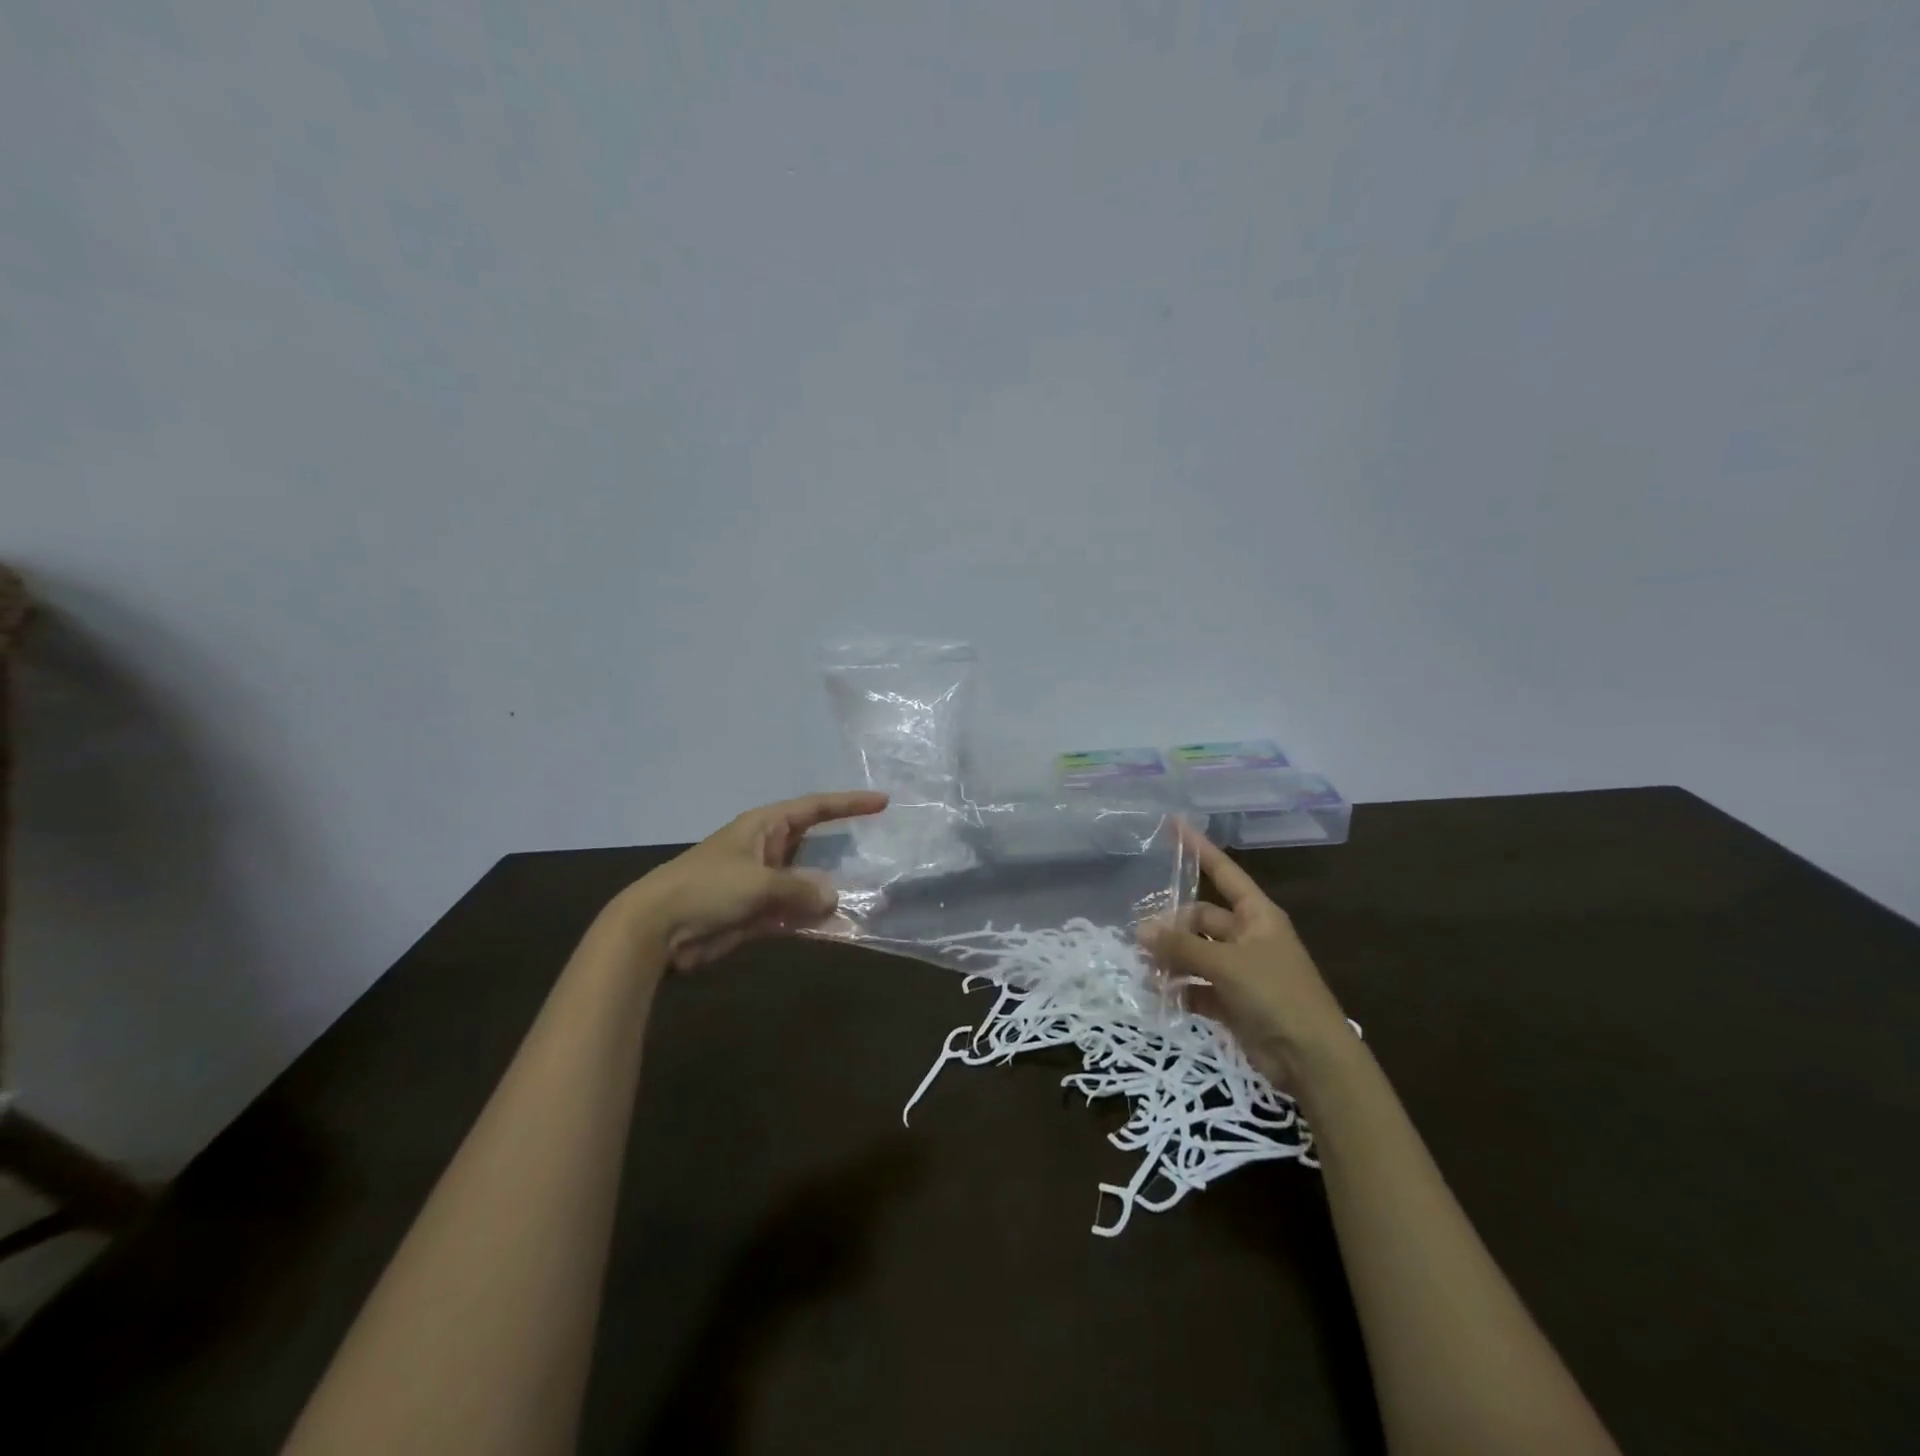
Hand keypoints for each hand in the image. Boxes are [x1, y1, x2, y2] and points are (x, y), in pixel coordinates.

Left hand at [624, 791, 887, 972]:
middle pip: (815, 846)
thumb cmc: (706, 888)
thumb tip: (834, 897)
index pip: (815, 807)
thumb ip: (800, 889)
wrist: (657, 929)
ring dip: (832, 894)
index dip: (849, 803)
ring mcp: (763, 883)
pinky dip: (815, 921)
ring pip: (808, 884)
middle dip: (845, 853)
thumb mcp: (758, 883)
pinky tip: (841, 929)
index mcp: (764, 826)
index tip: (882, 802)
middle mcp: (768, 850)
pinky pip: (795, 913)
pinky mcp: (757, 914)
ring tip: (871, 901)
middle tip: (882, 856)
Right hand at [1142, 826, 1353, 1091]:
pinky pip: (1197, 986)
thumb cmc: (1276, 995)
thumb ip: (1182, 946)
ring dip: (1171, 959)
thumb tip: (1141, 930)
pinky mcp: (1232, 1002)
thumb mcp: (1226, 964)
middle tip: (1139, 939)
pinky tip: (1160, 994)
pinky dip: (1179, 989)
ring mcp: (1240, 970)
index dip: (1199, 848)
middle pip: (1200, 918)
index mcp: (1257, 916)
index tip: (1174, 824)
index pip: (1223, 872)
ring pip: (1195, 953)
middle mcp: (1248, 937)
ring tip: (1143, 967)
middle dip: (1171, 926)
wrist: (1312, 1059)